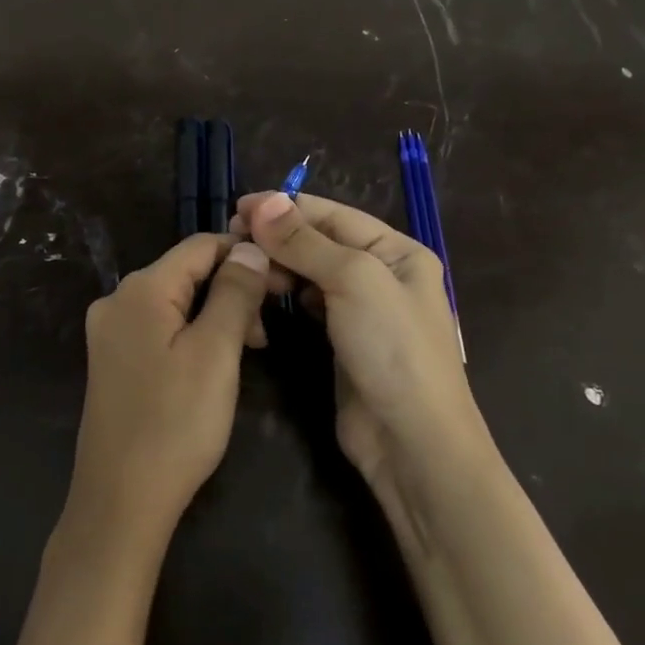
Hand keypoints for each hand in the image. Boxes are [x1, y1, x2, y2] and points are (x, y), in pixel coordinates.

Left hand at [65, 234, 270, 557]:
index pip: (200, 246)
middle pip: (187, 273)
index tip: (284, 282)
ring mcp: (110, 333)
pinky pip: (160, 329)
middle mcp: (117, 301)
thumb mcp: (216, 352)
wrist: (121, 500)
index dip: (245, 255)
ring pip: (176, 303)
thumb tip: (249, 246)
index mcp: (140, 289)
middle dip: (232, 290)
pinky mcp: (113, 362)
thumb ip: (235, 292)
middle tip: (266, 333)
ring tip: (248, 352)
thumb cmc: (176, 422)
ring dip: (217, 315)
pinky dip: (193, 335)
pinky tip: (214, 364)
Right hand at [234, 192, 484, 482]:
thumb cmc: (392, 349)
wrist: (412, 442)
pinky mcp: (343, 342)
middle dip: (278, 238)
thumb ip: (306, 241)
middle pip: (321, 242)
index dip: (285, 208)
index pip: (333, 214)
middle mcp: (382, 275)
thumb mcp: (353, 281)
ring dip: (279, 266)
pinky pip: (309, 305)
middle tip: (232, 242)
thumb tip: (264, 202)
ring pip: (311, 273)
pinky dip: (287, 295)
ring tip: (245, 269)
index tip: (237, 208)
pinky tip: (264, 295)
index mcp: (397, 251)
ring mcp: (363, 311)